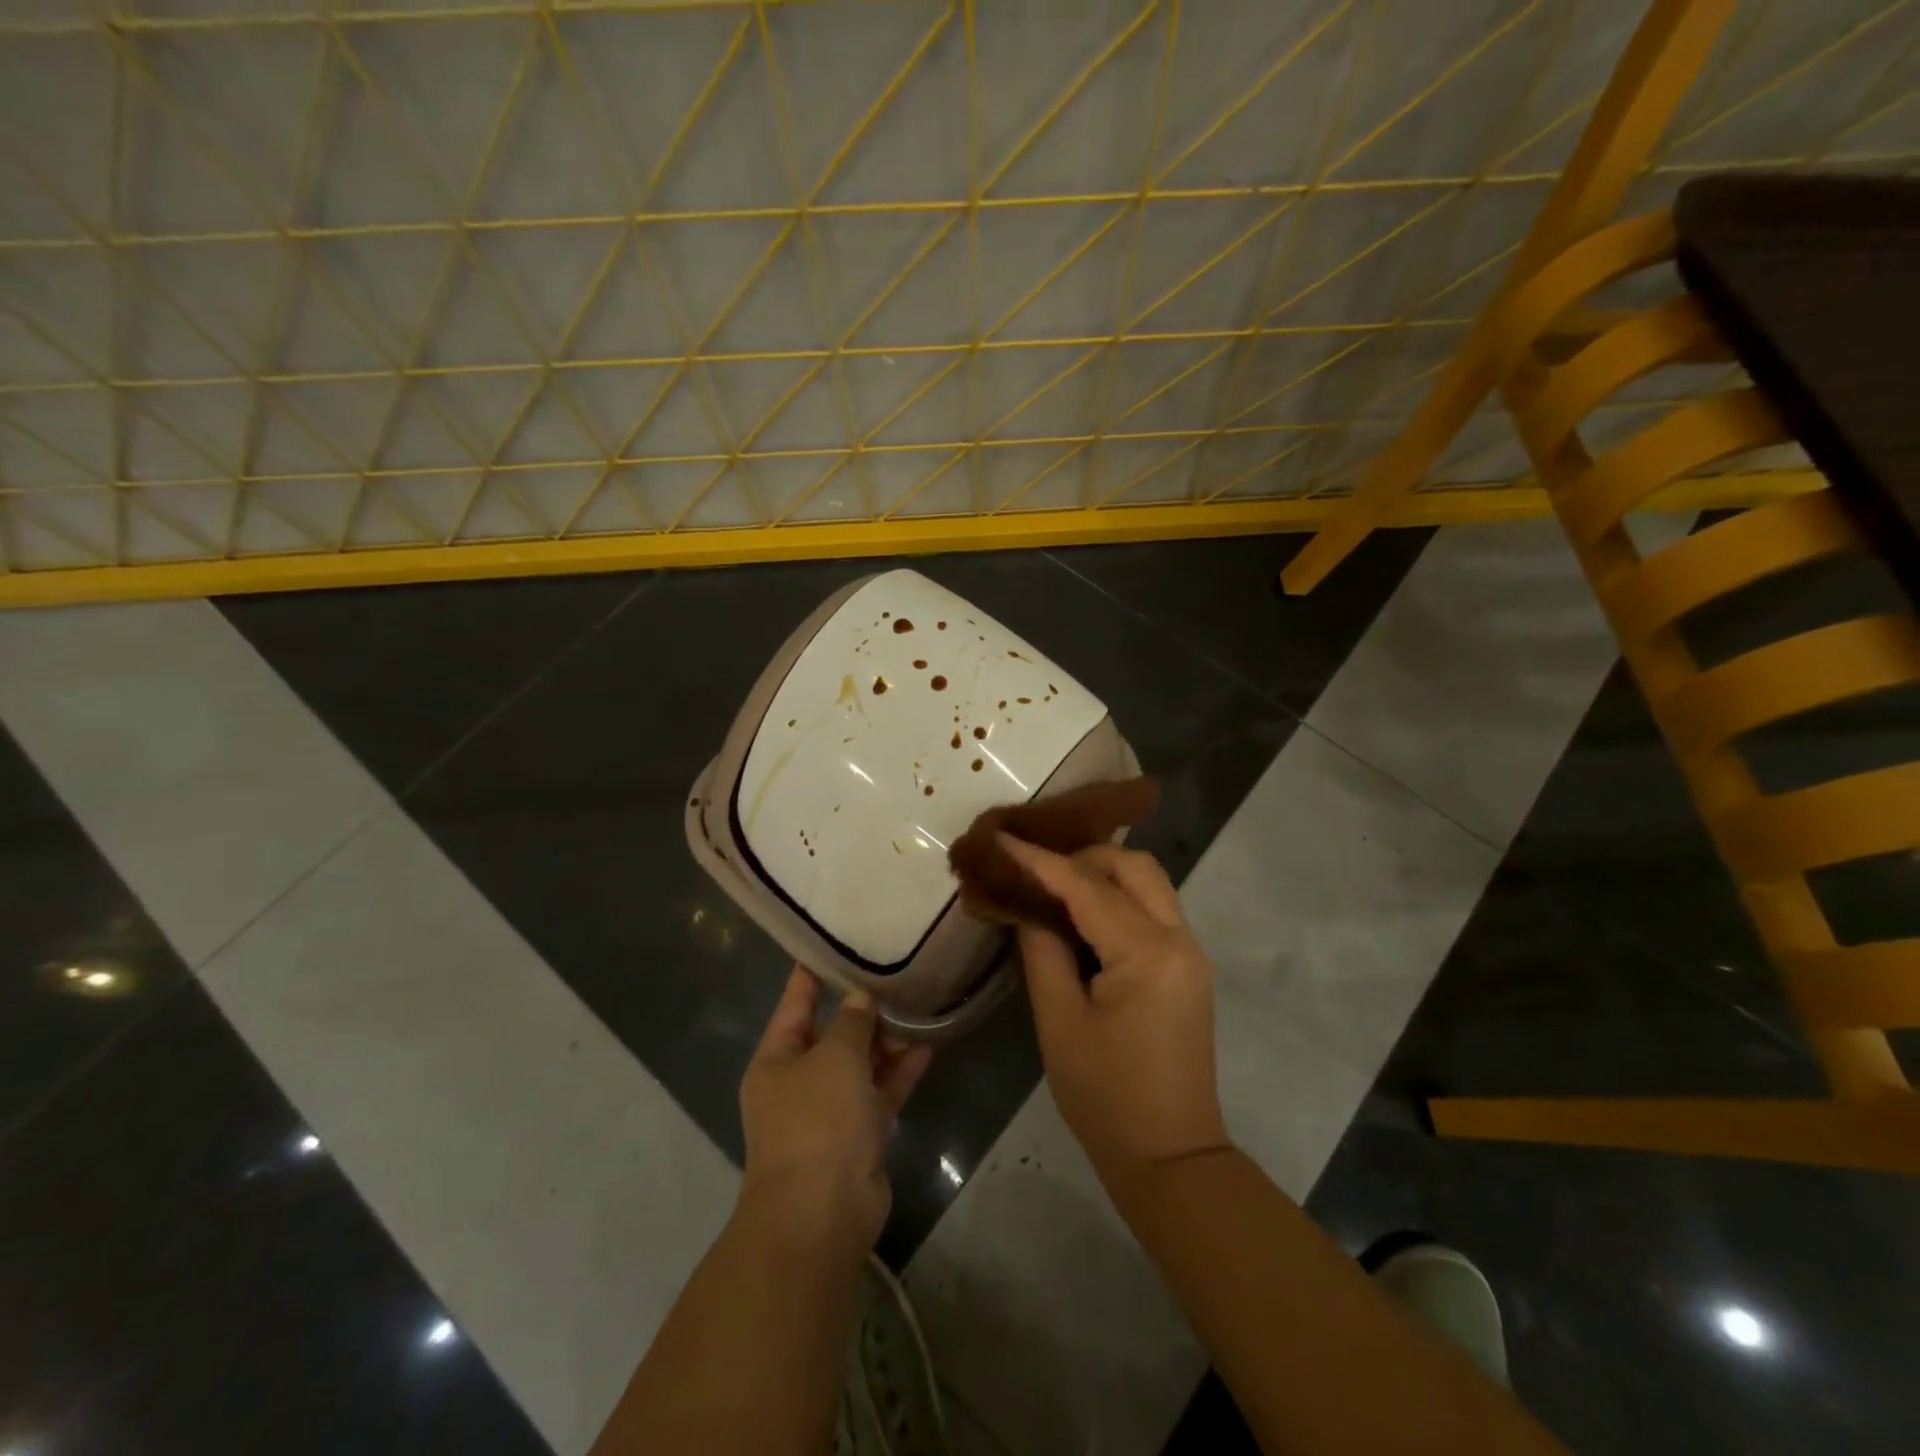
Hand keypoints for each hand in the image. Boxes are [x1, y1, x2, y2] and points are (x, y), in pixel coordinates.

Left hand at [738, 967, 933, 1257]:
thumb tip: (860, 997)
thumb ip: (851, 1021)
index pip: (795, 1002)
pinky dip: (901, 1071)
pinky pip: (881, 1092)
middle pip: (832, 1033)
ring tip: (918, 1002)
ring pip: (861, 1063)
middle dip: (861, 1008)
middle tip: (894, 971)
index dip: (812, 973)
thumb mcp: (834, 1056)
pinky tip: (929, 1044)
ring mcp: (830, 1111)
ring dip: (886, 1039)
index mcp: (776, 1059)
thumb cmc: (817, 1120)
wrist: (822, 1214)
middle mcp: (799, 1082)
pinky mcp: (859, 1135)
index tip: (835, 941)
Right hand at [1000, 836, 1229, 1179]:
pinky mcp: (1189, 967)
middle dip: (1081, 855)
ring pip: (1149, 881)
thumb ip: (1042, 951)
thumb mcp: (1059, 1022)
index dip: (1039, 860)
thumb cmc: (1106, 1097)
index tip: (1001, 837)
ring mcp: (1191, 952)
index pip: (1086, 887)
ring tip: (1053, 880)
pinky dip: (1118, 895)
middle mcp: (1180, 939)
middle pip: (1134, 866)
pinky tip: (1082, 910)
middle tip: (1033, 866)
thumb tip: (1027, 907)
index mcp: (1147, 954)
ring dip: (1103, 871)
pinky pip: (1154, 908)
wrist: (1170, 1157)